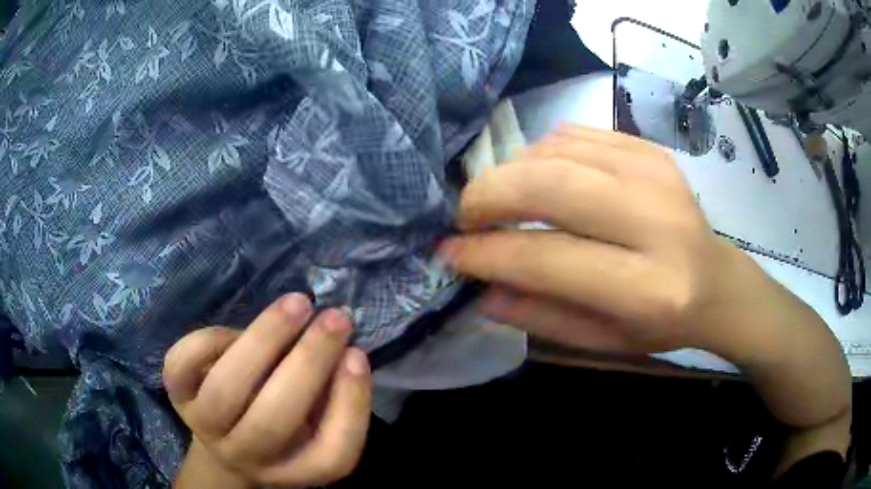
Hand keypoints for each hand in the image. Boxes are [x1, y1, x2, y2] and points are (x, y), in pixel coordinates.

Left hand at [163, 294, 371, 487]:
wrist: (222, 437)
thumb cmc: (278, 424)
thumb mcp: (312, 422)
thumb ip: (330, 394)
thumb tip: (340, 350)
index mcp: (293, 468)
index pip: (331, 456)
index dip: (348, 405)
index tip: (357, 354)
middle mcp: (247, 456)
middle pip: (273, 423)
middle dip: (308, 362)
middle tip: (334, 318)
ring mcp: (204, 427)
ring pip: (225, 392)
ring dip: (263, 341)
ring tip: (296, 305)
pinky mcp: (175, 395)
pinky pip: (183, 364)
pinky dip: (212, 338)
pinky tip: (237, 330)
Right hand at [439, 126, 745, 354]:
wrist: (715, 280)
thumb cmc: (660, 323)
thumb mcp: (602, 340)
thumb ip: (541, 316)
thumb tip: (480, 288)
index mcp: (648, 288)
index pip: (549, 258)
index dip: (487, 253)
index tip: (449, 251)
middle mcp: (656, 221)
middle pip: (551, 186)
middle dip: (489, 195)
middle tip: (465, 215)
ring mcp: (656, 173)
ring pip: (557, 151)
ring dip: (511, 172)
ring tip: (498, 199)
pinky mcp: (650, 150)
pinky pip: (575, 134)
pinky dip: (540, 152)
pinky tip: (537, 177)